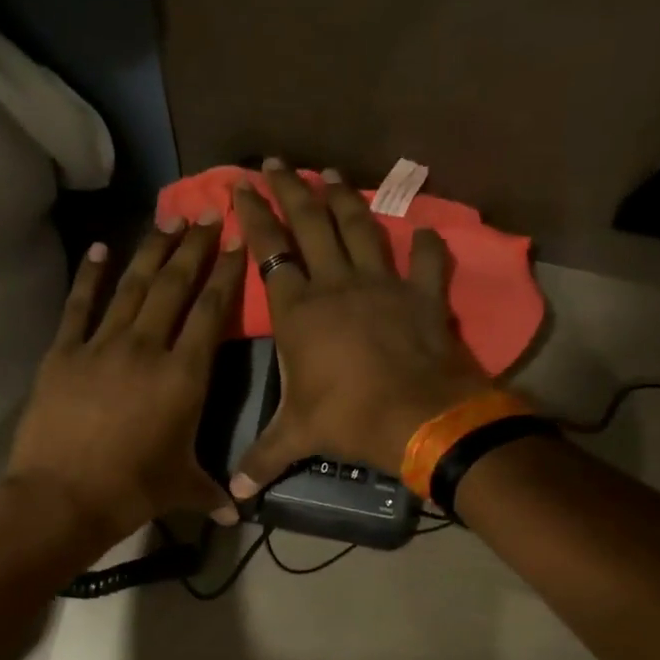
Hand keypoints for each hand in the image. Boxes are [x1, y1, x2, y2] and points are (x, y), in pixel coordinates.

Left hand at [7, 215, 243, 544]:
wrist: (62, 497)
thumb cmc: (131, 492)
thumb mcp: (181, 489)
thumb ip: (212, 492)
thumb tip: (237, 515)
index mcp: (184, 376)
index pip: (212, 311)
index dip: (227, 273)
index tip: (238, 240)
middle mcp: (147, 348)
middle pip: (174, 285)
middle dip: (195, 247)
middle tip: (208, 213)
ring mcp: (102, 345)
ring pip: (132, 286)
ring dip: (152, 251)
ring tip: (169, 219)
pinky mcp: (64, 353)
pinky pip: (79, 306)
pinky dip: (90, 276)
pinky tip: (101, 248)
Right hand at [229, 159, 490, 496]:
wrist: (420, 417)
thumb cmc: (350, 419)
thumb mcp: (298, 437)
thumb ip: (262, 459)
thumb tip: (233, 497)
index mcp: (299, 310)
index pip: (269, 251)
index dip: (253, 217)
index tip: (239, 187)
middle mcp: (336, 285)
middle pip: (311, 223)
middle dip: (290, 189)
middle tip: (276, 162)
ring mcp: (383, 284)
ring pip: (359, 228)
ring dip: (343, 198)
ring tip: (330, 173)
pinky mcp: (422, 295)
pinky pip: (426, 261)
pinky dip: (426, 244)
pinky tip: (424, 232)